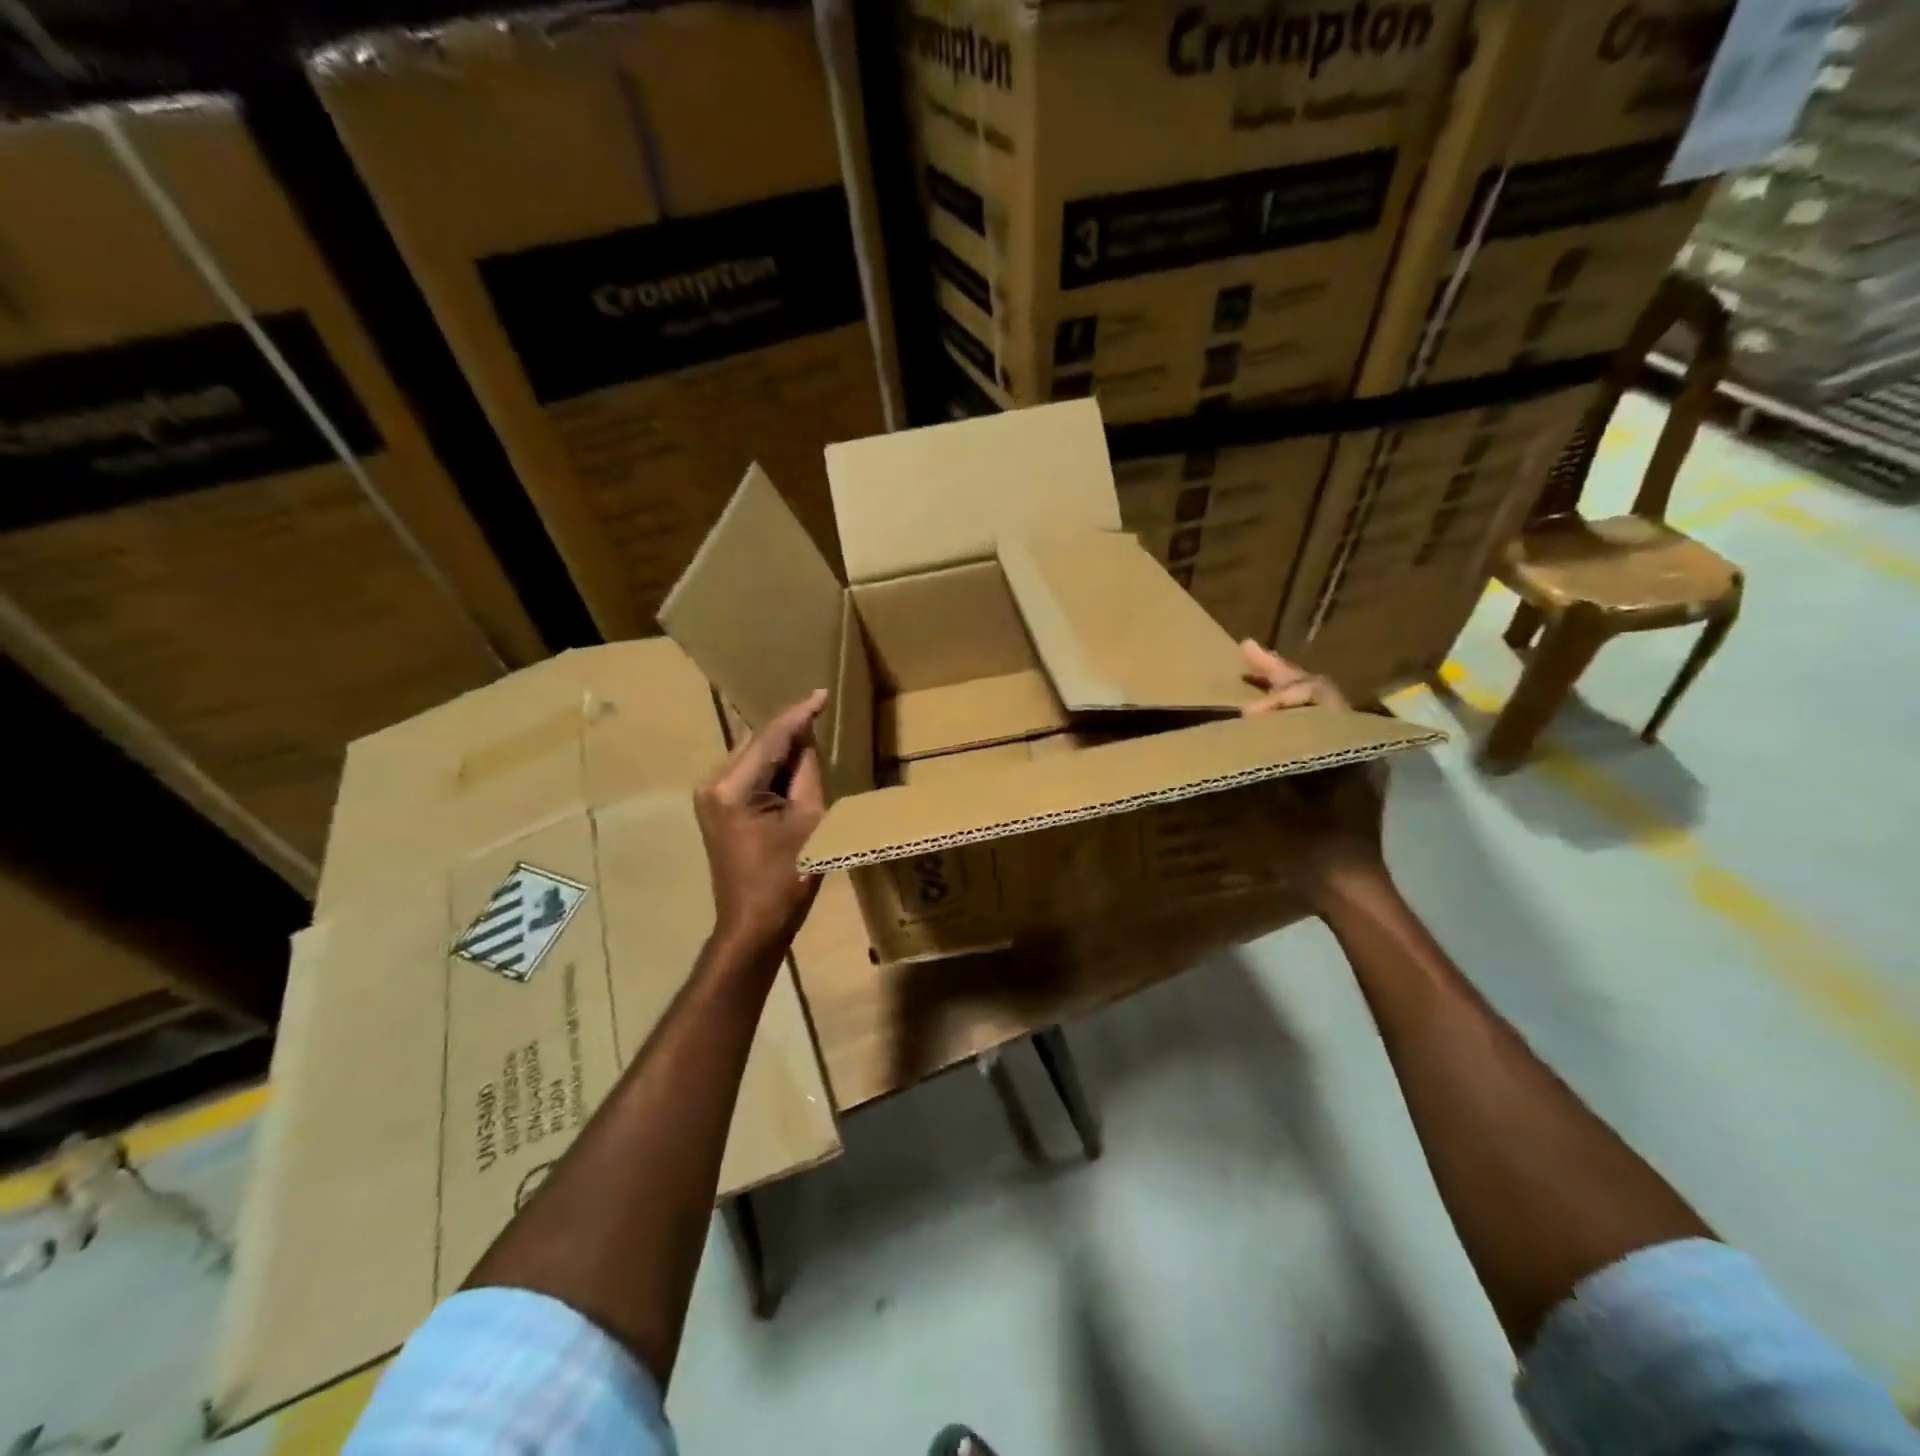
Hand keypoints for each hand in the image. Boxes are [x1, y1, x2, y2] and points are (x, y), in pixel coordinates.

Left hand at [694, 689, 828, 955]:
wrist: (753, 924)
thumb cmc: (788, 878)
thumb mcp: (810, 819)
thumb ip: (807, 772)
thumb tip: (807, 738)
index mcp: (733, 787)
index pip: (771, 738)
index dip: (799, 715)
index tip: (822, 693)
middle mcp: (712, 783)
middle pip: (758, 743)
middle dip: (790, 732)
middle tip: (823, 716)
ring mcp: (708, 794)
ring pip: (753, 755)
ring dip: (781, 750)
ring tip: (814, 741)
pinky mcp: (714, 805)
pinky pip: (748, 773)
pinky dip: (771, 768)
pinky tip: (794, 767)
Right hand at [1239, 641, 1389, 906]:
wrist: (1348, 887)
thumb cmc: (1319, 848)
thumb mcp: (1288, 802)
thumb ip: (1272, 759)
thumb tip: (1248, 725)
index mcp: (1351, 742)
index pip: (1319, 693)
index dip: (1281, 693)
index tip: (1248, 714)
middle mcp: (1355, 740)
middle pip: (1318, 692)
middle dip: (1280, 672)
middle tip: (1247, 650)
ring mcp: (1347, 753)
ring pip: (1315, 707)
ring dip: (1283, 688)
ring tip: (1253, 669)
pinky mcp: (1335, 769)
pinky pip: (1312, 727)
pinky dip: (1287, 714)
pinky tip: (1264, 714)